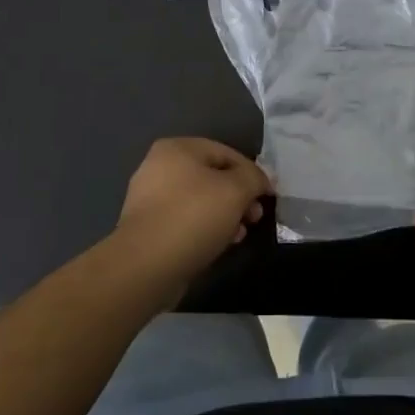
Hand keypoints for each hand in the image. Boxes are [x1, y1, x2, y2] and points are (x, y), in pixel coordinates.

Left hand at [113, 138, 269, 294]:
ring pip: (199, 201)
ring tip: (239, 235)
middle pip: (212, 177)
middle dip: (239, 197)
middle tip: (255, 217)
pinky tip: (219, 245)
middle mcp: (159, 167)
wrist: (146, 266)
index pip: (226, 153)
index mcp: (177, 148)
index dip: (252, 173)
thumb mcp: (235, 191)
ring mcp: (149, 198)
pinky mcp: (147, 227)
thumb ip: (253, 178)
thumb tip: (261, 180)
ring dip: (225, 215)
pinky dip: (205, 228)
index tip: (268, 196)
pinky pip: (185, 221)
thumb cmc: (193, 216)